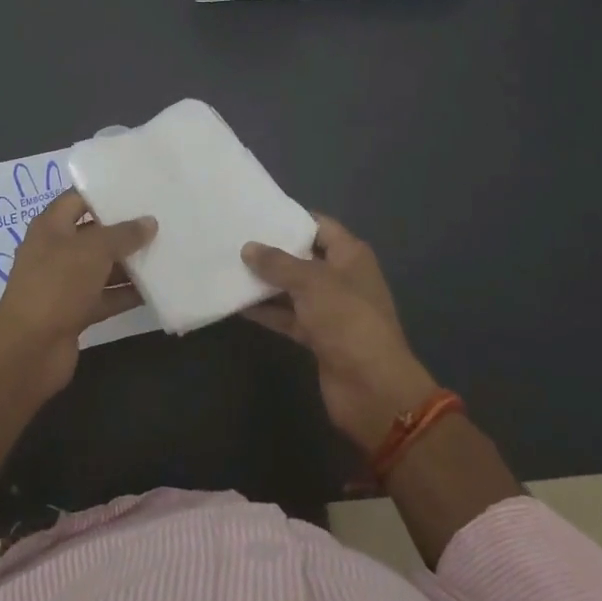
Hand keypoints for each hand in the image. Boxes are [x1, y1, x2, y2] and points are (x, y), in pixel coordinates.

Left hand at [0, 190, 153, 395]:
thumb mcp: (93, 250)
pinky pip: (105, 296)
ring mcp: (65, 283)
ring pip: (102, 266)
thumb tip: (150, 222)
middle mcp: (56, 250)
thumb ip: (123, 234)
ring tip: (166, 250)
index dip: (105, 192)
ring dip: (129, 263)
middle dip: (124, 229)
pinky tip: (157, 288)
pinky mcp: (75, 312)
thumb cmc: (57, 284)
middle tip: (160, 219)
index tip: (138, 189)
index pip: (79, 198)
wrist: (28, 350)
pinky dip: (127, 293)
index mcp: (51, 226)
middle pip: (94, 233)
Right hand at [243, 215, 438, 451]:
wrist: (372, 387)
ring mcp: (330, 309)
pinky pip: (289, 317)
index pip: (320, 226)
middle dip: (273, 251)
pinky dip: (268, 311)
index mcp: (350, 255)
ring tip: (229, 268)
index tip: (257, 213)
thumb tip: (248, 247)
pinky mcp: (318, 337)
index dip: (291, 218)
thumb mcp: (311, 282)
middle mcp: (342, 278)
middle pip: (304, 257)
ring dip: (266, 283)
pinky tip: (238, 305)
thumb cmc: (346, 319)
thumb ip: (278, 263)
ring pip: (293, 289)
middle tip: (235, 238)